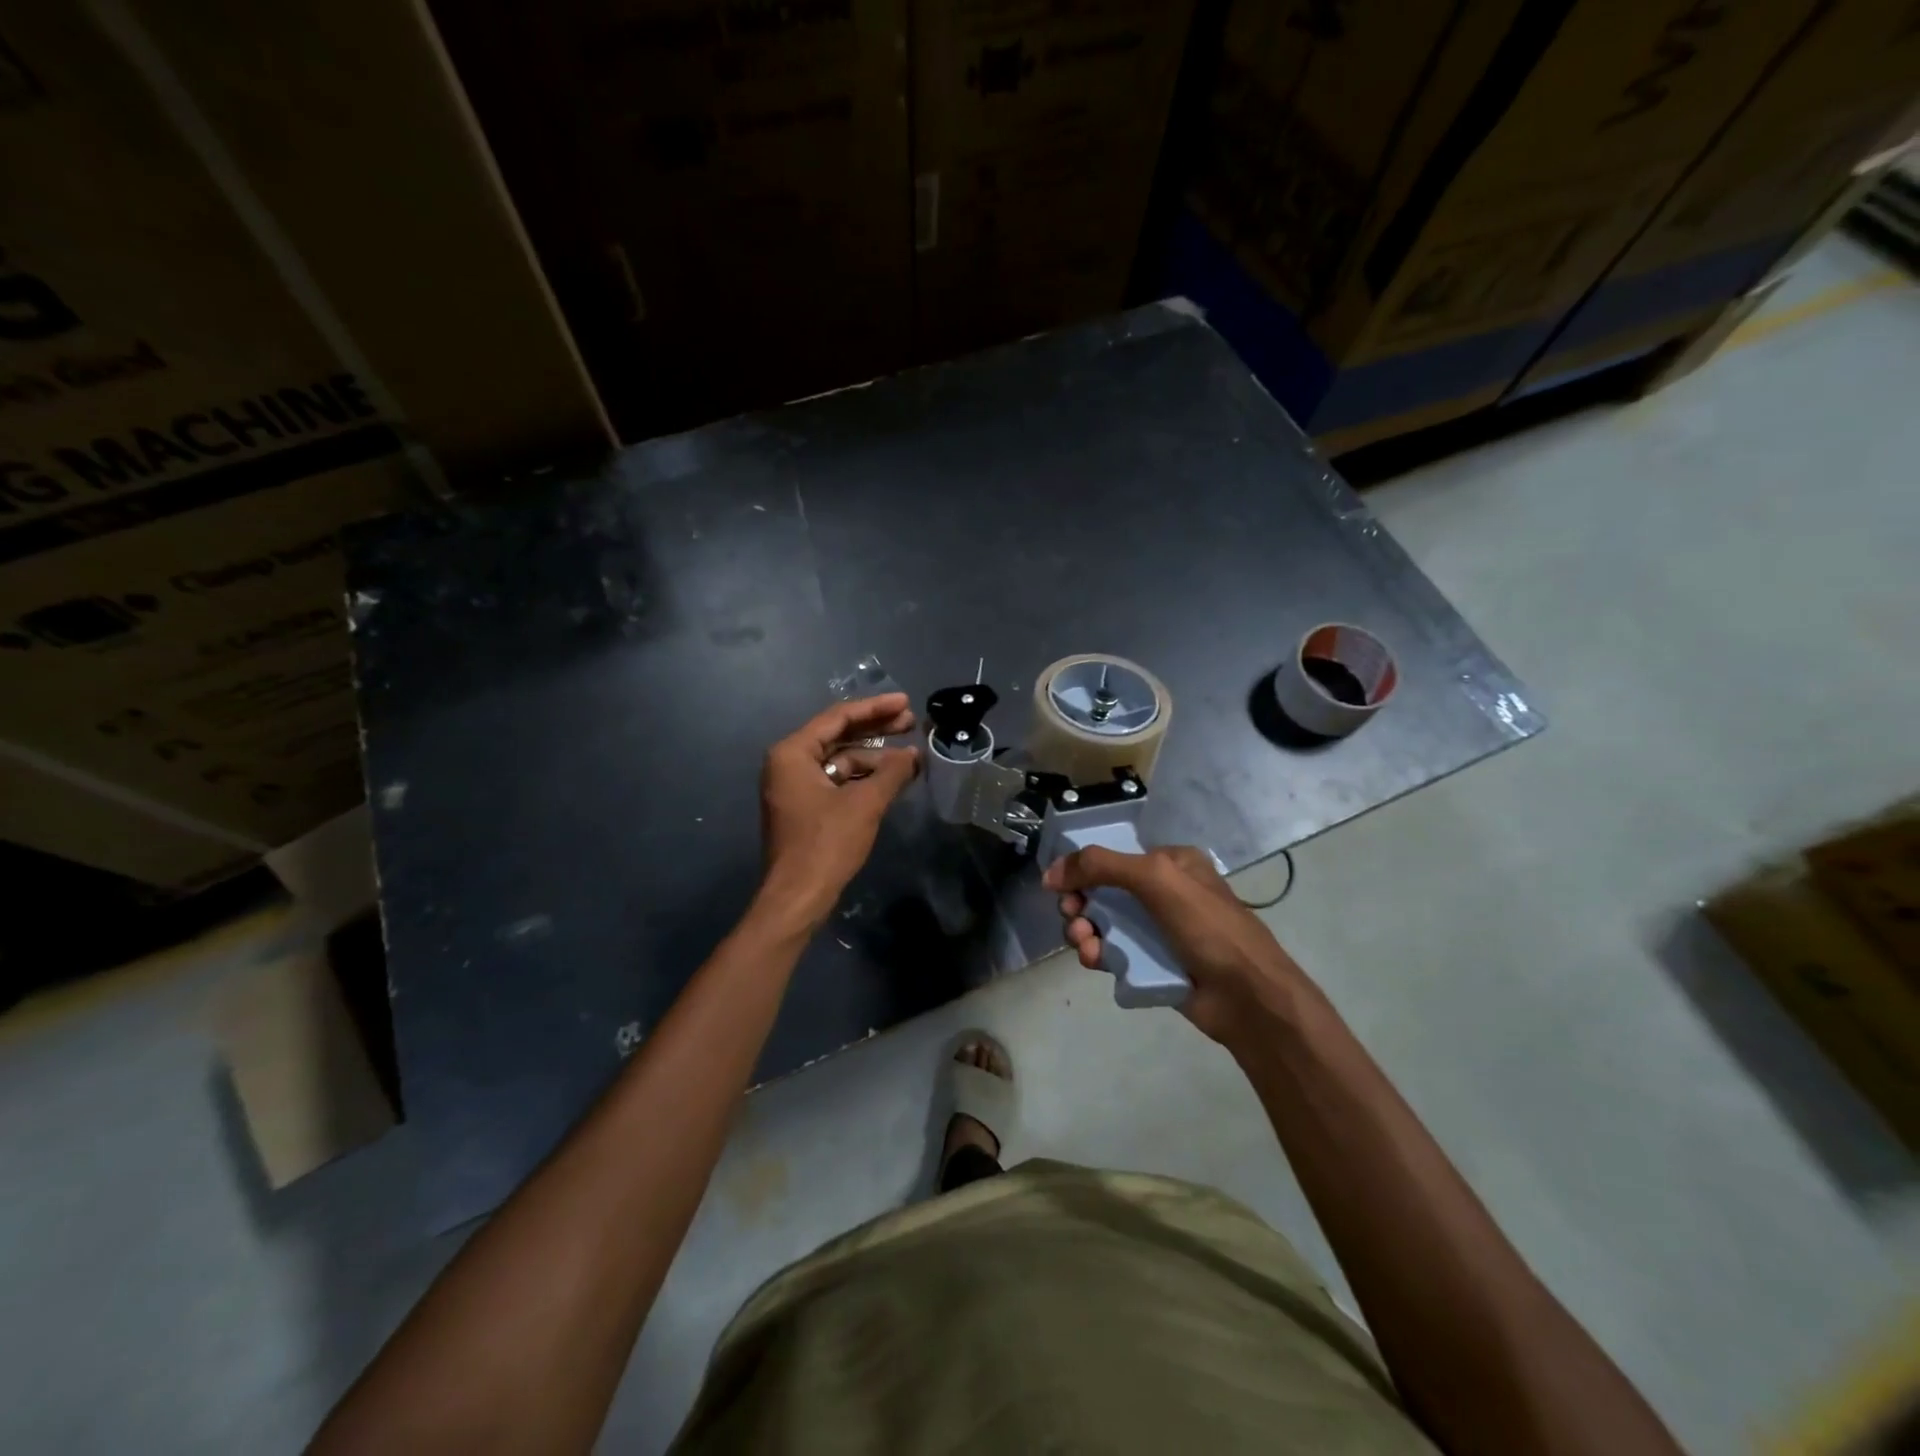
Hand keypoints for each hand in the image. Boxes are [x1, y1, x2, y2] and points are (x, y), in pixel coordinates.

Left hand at [755, 693, 920, 931]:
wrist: (798, 898)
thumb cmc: (827, 844)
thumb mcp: (865, 803)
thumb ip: (892, 772)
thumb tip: (914, 755)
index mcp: (793, 753)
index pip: (838, 717)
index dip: (875, 708)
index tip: (906, 703)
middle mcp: (788, 763)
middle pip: (838, 735)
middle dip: (876, 729)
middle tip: (911, 723)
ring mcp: (794, 787)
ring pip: (839, 760)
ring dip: (874, 758)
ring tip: (910, 757)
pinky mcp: (805, 808)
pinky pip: (836, 781)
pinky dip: (863, 778)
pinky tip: (891, 779)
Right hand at [1045, 846, 1314, 1046]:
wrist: (1247, 996)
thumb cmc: (1207, 926)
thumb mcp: (1155, 879)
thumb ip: (1101, 866)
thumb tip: (1050, 872)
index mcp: (1171, 863)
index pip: (1115, 856)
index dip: (1083, 868)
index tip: (1060, 886)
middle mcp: (1163, 892)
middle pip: (1103, 890)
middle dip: (1080, 903)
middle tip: (1072, 916)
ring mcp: (1158, 930)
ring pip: (1104, 924)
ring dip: (1083, 930)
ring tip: (1084, 943)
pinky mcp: (1152, 964)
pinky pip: (1113, 953)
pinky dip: (1097, 954)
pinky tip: (1094, 960)